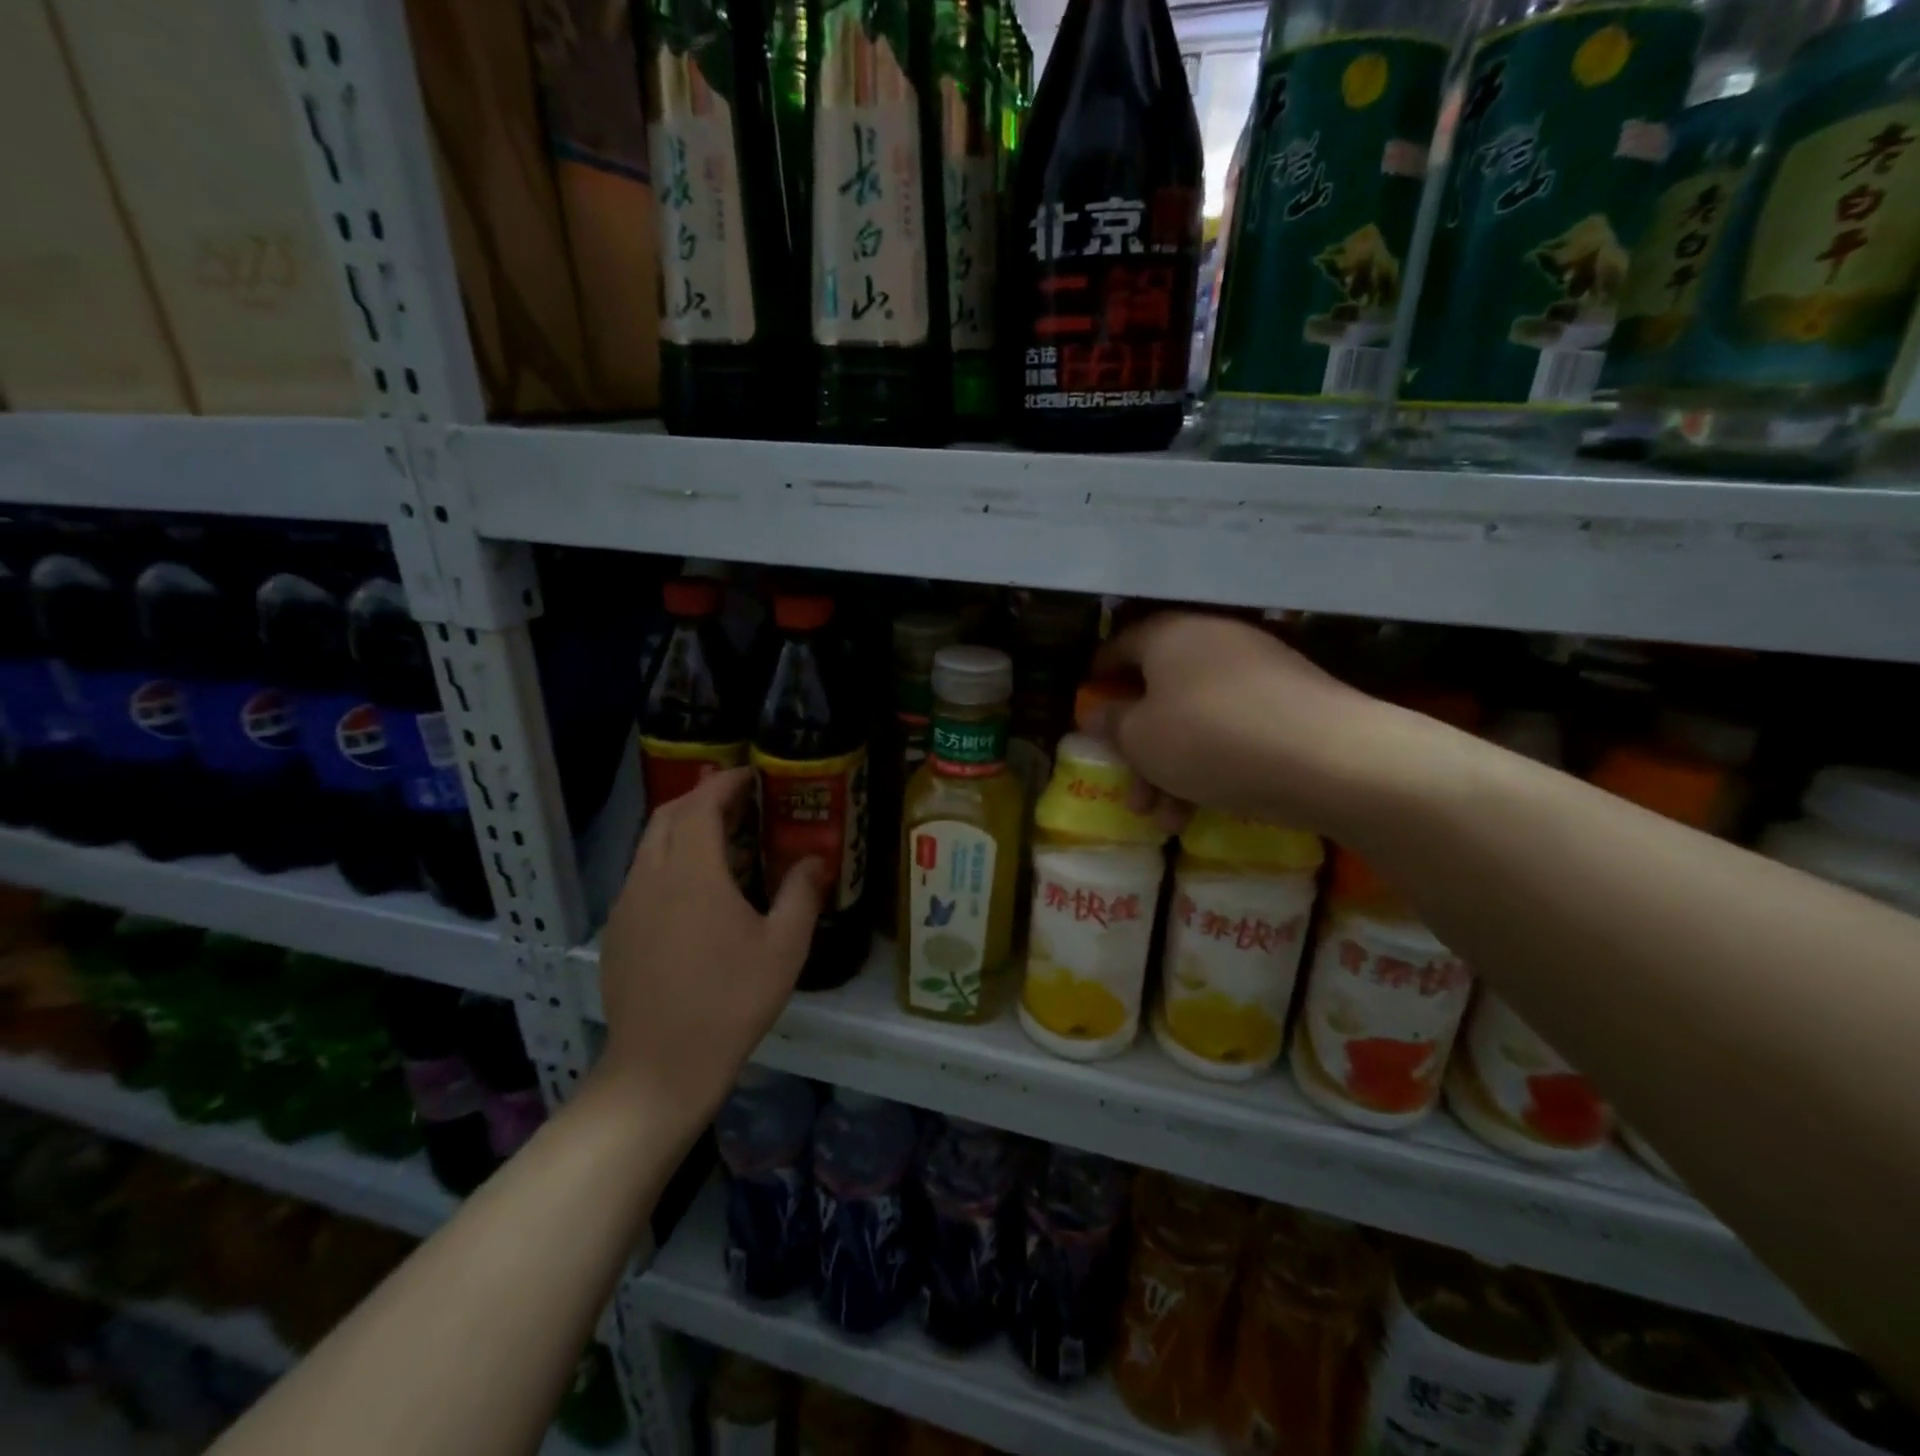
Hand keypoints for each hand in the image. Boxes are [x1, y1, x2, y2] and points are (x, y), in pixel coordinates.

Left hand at [596, 768, 824, 1128]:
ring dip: (682, 828)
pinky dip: (667, 859)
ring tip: (721, 840)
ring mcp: (628, 904)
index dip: (725, 783)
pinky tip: (694, 890)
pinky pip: (641, 875)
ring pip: (650, 845)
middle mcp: (651, 876)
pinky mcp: (618, 931)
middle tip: (737, 800)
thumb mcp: (784, 946)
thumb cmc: (731, 1000)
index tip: (749, 774)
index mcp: (692, 872)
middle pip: (668, 815)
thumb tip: (815, 859)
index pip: (702, 805)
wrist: (662, 1066)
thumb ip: (801, 893)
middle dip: (700, 798)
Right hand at [1089, 612, 1403, 836]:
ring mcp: (1257, 671)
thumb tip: (1097, 712)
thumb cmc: (1211, 739)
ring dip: (1172, 770)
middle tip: (1129, 790)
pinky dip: (1211, 765)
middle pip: (1159, 692)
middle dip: (1138, 749)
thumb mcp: (1142, 739)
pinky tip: (1203, 810)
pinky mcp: (1290, 703)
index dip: (1099, 675)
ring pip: (1195, 720)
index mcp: (1170, 635)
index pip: (1120, 645)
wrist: (1331, 758)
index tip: (1087, 700)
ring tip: (1166, 822)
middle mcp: (1213, 641)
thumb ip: (1112, 724)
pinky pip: (1231, 730)